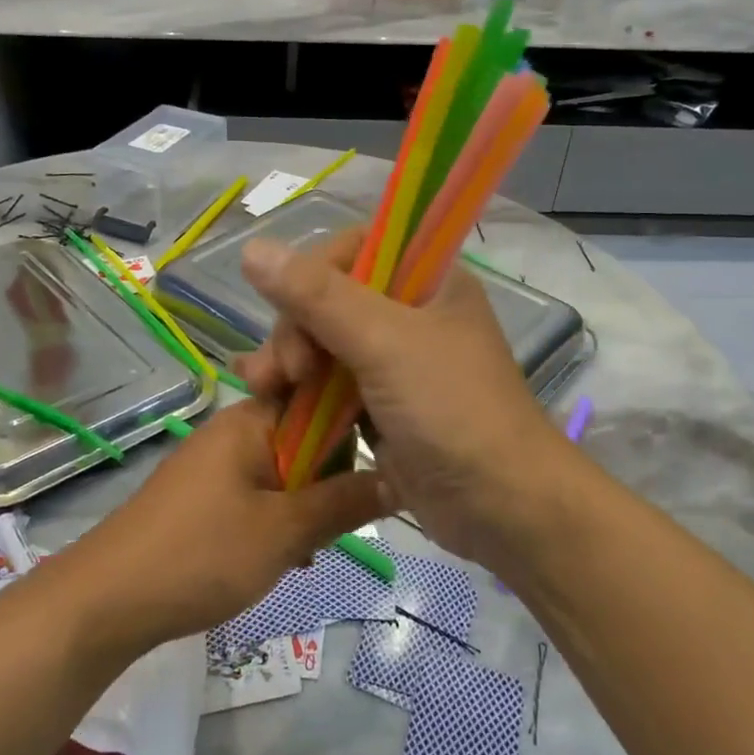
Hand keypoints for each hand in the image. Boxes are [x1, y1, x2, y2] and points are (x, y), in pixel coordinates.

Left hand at [56, 398, 382, 654]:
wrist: (105, 601)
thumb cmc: (200, 554)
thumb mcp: (284, 531)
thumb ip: (344, 502)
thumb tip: (399, 478)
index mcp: (253, 419)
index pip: (321, 397)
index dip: (355, 426)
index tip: (383, 463)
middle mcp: (235, 430)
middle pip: (306, 438)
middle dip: (331, 479)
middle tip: (341, 523)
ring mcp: (216, 464)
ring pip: (285, 472)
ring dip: (306, 506)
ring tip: (312, 550)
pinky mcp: (204, 496)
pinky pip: (259, 494)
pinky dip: (278, 520)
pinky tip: (285, 559)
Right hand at [237, 232, 569, 565]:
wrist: (501, 507)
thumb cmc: (451, 410)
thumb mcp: (383, 343)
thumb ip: (317, 296)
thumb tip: (252, 248)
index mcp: (427, 280)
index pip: (355, 249)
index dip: (315, 273)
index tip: (295, 310)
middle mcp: (411, 313)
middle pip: (330, 298)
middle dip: (295, 329)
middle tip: (284, 371)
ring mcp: (395, 361)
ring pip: (323, 343)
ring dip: (288, 361)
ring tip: (262, 389)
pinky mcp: (380, 405)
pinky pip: (329, 384)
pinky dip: (299, 392)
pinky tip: (267, 401)